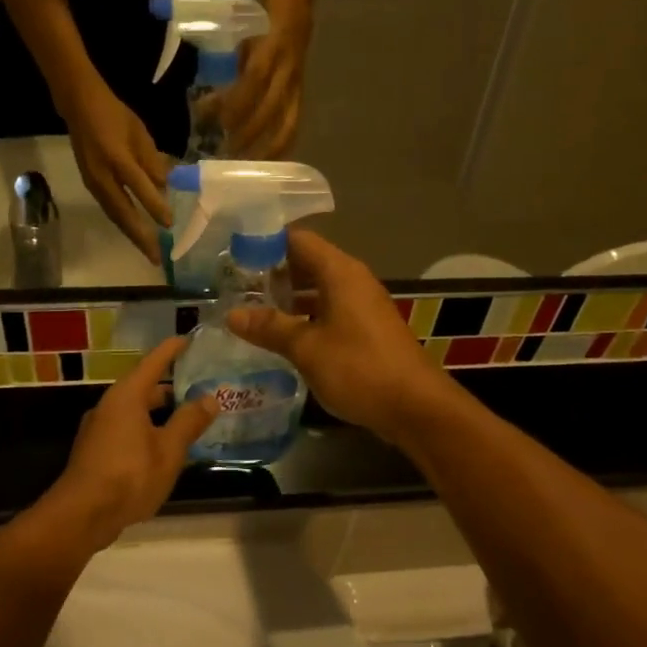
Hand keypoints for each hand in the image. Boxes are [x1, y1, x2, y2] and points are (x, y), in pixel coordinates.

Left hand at [40, 338, 217, 549]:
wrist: (81, 515)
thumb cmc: (129, 475)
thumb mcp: (169, 450)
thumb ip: (189, 422)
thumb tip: (209, 398)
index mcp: (127, 397)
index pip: (153, 362)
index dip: (172, 350)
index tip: (189, 339)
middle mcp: (109, 407)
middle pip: (143, 388)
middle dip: (170, 387)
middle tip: (200, 387)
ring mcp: (99, 430)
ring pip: (135, 412)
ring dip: (160, 413)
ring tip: (188, 419)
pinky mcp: (96, 452)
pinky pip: (127, 431)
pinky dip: (148, 431)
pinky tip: (165, 449)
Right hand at [59, 79, 171, 257]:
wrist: (79, 106)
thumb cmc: (115, 115)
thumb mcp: (140, 133)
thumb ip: (152, 161)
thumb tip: (164, 187)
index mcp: (117, 157)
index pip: (139, 187)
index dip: (155, 207)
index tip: (170, 224)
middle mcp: (103, 175)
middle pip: (123, 213)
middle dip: (141, 237)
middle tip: (156, 258)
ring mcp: (93, 183)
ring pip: (115, 215)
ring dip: (131, 235)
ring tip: (148, 251)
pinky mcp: (90, 185)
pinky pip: (109, 209)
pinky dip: (123, 224)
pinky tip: (134, 232)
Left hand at [223, 16, 308, 156]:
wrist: (296, 5)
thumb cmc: (260, 19)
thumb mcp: (242, 32)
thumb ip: (228, 64)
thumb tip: (205, 103)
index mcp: (273, 46)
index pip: (254, 78)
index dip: (234, 102)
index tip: (212, 119)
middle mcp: (288, 70)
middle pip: (269, 109)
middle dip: (246, 134)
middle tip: (223, 153)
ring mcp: (297, 86)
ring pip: (285, 125)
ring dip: (265, 150)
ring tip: (244, 167)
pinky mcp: (300, 96)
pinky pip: (292, 127)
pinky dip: (279, 148)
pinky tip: (265, 165)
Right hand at [226, 230, 457, 443]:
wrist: (415, 407)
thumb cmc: (359, 368)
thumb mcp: (306, 348)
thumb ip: (270, 328)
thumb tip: (232, 315)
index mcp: (340, 273)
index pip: (298, 239)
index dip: (265, 243)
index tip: (233, 256)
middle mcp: (352, 281)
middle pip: (307, 263)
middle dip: (272, 273)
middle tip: (233, 287)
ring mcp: (361, 306)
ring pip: (317, 290)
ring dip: (287, 299)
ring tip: (250, 311)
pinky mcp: (365, 330)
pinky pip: (328, 311)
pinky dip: (304, 317)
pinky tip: (281, 337)